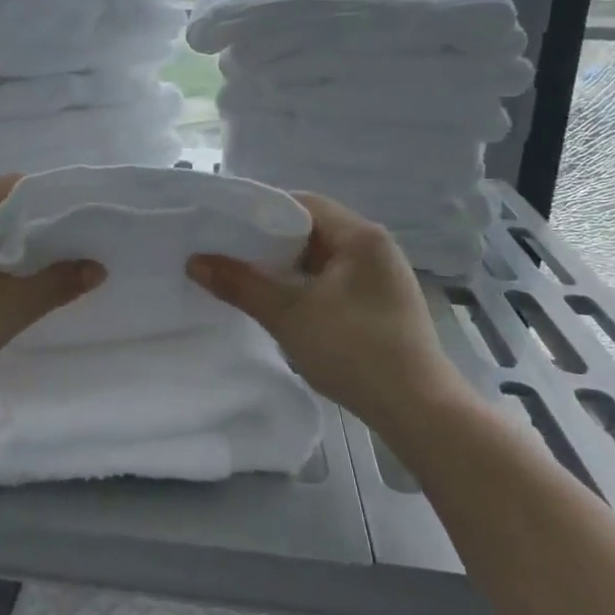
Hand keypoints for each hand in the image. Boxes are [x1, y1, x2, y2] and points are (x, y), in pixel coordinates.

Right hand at [188, 193, 468, 430]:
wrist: (419, 411)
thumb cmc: (354, 350)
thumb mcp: (288, 314)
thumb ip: (240, 283)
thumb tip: (195, 261)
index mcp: (361, 236)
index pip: (304, 203)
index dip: (262, 210)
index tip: (226, 224)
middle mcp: (376, 248)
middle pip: (314, 229)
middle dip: (271, 241)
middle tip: (229, 252)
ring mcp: (383, 278)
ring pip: (324, 258)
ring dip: (289, 267)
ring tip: (248, 277)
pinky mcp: (383, 305)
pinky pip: (336, 281)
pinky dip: (307, 286)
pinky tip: (283, 303)